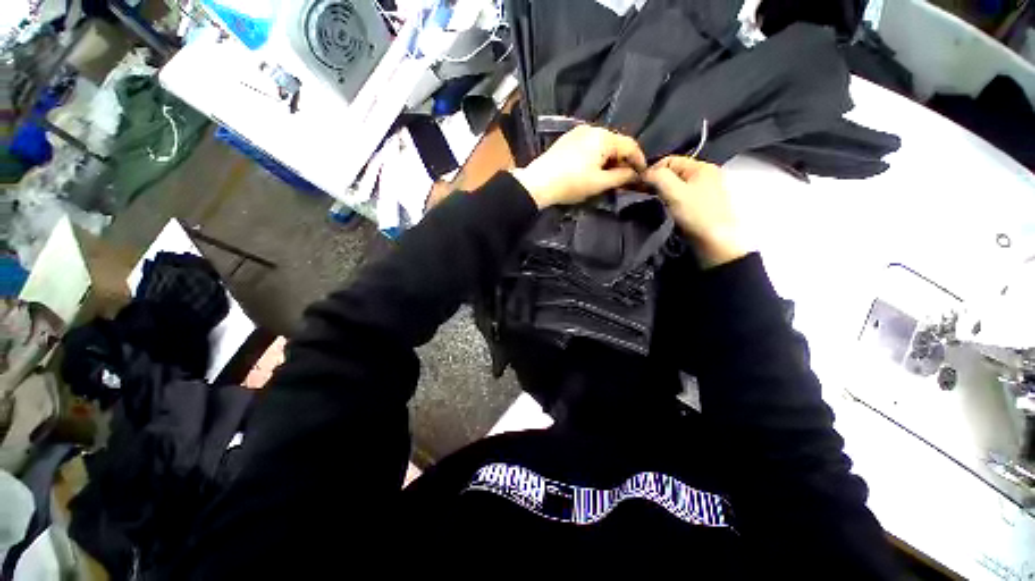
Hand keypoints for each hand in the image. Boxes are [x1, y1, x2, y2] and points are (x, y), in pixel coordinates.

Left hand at [510, 125, 646, 208]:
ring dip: (609, 159)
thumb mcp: (599, 183)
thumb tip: (635, 175)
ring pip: (602, 145)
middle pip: (615, 144)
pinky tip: (593, 169)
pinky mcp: (567, 139)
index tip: (642, 174)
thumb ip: (621, 177)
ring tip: (608, 176)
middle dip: (622, 161)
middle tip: (624, 179)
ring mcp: (578, 132)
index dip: (639, 160)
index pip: (630, 145)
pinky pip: (589, 145)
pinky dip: (596, 156)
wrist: (538, 183)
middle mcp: (592, 129)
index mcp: (603, 137)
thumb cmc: (571, 183)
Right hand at [644, 156, 746, 267]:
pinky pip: (677, 198)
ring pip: (673, 187)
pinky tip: (658, 209)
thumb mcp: (675, 192)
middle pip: (671, 173)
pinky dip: (666, 201)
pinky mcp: (698, 207)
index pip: (669, 160)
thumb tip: (644, 173)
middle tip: (638, 194)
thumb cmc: (697, 215)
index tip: (638, 185)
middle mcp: (703, 176)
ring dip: (659, 193)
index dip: (652, 170)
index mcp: (701, 167)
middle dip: (654, 182)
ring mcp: (701, 192)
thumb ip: (658, 177)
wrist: (715, 244)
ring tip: (646, 202)